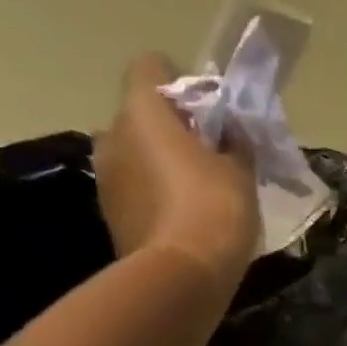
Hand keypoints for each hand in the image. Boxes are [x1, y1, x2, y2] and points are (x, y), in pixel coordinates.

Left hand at [95, 54, 261, 272]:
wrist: (182, 277)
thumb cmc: (214, 210)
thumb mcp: (241, 171)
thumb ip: (234, 143)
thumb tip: (228, 133)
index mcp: (142, 113)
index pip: (150, 68)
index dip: (179, 79)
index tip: (207, 105)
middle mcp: (112, 136)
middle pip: (140, 114)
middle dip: (171, 126)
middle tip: (209, 150)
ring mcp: (105, 178)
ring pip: (134, 153)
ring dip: (160, 161)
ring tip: (199, 187)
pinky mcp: (110, 213)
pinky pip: (134, 187)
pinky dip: (154, 192)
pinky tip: (185, 215)